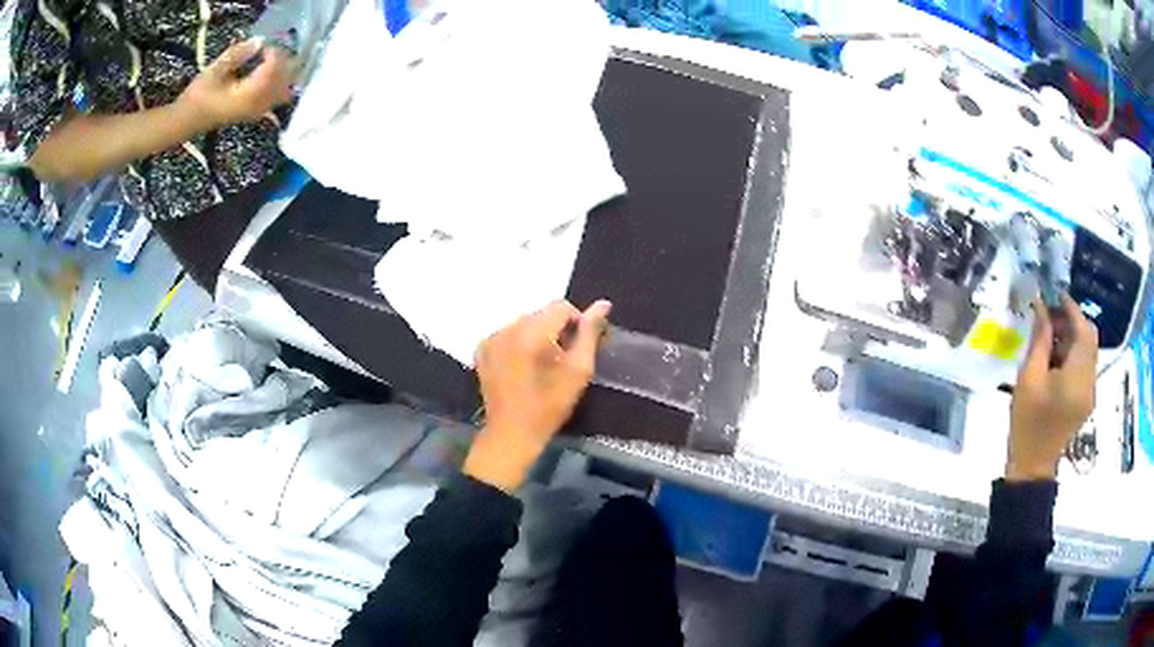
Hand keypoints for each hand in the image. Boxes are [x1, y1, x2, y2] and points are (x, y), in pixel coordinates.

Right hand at [175, 39, 294, 132]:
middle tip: (269, 48)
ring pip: (285, 89)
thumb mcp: (214, 70)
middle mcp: (258, 105)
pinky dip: (280, 81)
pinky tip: (269, 71)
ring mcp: (259, 111)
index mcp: (247, 96)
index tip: (265, 43)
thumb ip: (237, 54)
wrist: (187, 120)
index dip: (273, 53)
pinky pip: (278, 96)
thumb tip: (259, 41)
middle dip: (281, 60)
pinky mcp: (257, 112)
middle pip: (283, 80)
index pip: (272, 70)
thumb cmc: (198, 95)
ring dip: (283, 71)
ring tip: (270, 58)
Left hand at [463, 300, 612, 491]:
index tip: (577, 349)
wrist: (511, 434)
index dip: (576, 323)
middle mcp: (507, 329)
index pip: (561, 307)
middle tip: (560, 360)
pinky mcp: (481, 349)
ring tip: (540, 365)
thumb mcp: (578, 371)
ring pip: (524, 322)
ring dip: (537, 336)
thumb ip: (589, 334)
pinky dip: (518, 343)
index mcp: (531, 333)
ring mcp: (491, 338)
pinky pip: (507, 333)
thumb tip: (602, 304)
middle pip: (541, 313)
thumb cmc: (550, 406)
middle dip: (555, 330)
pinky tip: (522, 367)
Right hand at [1006, 296, 1097, 480]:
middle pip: (1089, 338)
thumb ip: (1039, 340)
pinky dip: (1073, 354)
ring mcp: (1090, 392)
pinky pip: (1085, 366)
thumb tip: (1042, 306)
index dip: (1071, 308)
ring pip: (1088, 351)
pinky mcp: (1086, 399)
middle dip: (1072, 322)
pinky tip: (1055, 360)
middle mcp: (1090, 382)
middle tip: (1050, 317)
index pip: (1084, 331)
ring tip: (1049, 339)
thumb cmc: (1027, 424)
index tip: (1054, 295)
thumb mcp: (1028, 379)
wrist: (1031, 468)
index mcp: (1077, 378)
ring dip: (1072, 337)